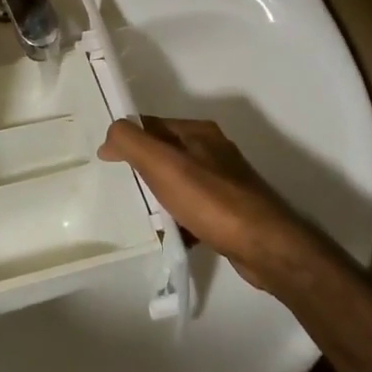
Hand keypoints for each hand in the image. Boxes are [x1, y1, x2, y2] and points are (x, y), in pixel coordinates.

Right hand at [99, 117, 325, 293]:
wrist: (265, 247)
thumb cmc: (211, 200)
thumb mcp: (163, 165)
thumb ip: (132, 143)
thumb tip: (110, 136)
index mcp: (198, 133)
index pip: (152, 124)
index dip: (128, 138)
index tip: (106, 161)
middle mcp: (213, 151)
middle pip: (166, 154)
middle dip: (142, 171)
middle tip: (120, 190)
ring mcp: (225, 182)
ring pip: (179, 184)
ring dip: (160, 198)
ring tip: (141, 217)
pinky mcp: (231, 212)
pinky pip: (194, 210)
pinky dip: (179, 221)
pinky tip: (170, 236)